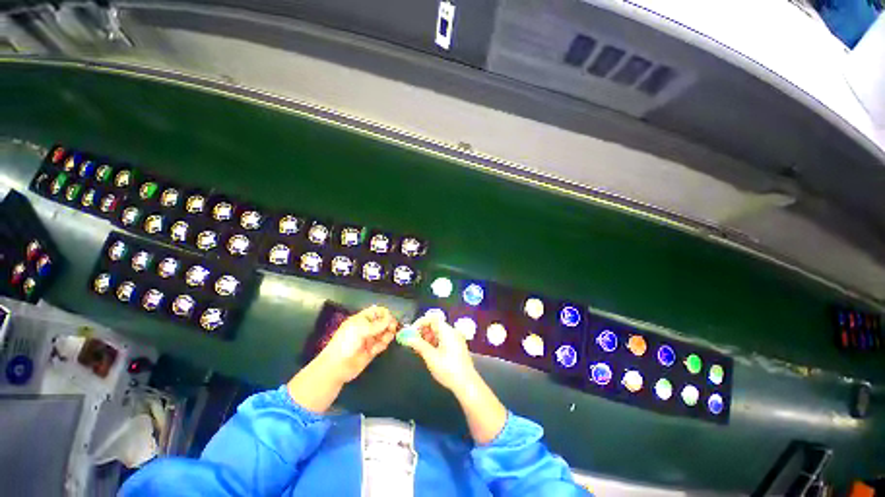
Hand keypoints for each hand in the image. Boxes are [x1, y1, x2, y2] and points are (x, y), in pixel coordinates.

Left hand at [315, 305, 397, 383]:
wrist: (336, 367)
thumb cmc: (345, 343)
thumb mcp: (360, 329)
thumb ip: (377, 324)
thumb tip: (390, 319)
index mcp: (362, 319)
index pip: (377, 311)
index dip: (385, 314)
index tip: (390, 319)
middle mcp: (367, 328)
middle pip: (384, 322)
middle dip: (389, 324)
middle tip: (392, 329)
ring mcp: (370, 339)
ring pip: (385, 333)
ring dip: (386, 336)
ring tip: (382, 341)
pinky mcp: (372, 350)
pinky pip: (382, 344)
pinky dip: (381, 346)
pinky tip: (374, 350)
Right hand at [404, 314, 479, 394]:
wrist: (467, 384)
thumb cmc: (448, 369)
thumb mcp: (430, 357)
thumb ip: (418, 345)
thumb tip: (407, 337)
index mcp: (447, 331)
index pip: (432, 318)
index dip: (420, 323)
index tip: (411, 332)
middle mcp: (452, 332)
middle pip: (435, 324)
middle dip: (422, 331)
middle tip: (413, 341)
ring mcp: (455, 339)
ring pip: (438, 332)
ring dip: (427, 337)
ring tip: (419, 348)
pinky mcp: (456, 347)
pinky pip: (443, 339)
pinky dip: (434, 342)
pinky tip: (428, 352)